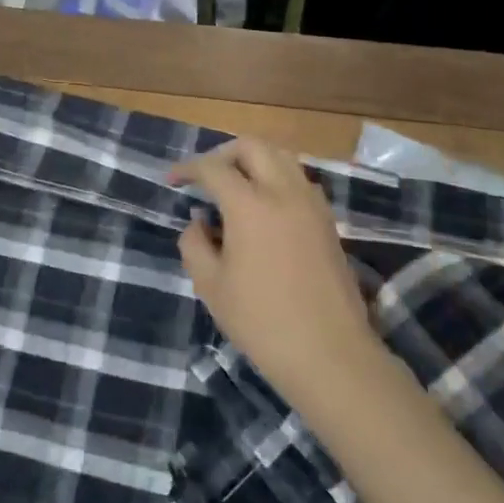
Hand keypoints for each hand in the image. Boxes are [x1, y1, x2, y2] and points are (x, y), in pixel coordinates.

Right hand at [172, 138, 381, 413]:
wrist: (330, 355)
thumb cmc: (262, 323)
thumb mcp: (211, 287)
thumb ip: (195, 244)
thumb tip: (198, 221)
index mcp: (250, 205)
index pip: (213, 167)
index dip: (188, 168)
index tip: (172, 180)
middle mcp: (283, 192)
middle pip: (252, 147)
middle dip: (223, 153)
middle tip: (205, 177)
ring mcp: (311, 204)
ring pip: (281, 157)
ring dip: (253, 161)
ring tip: (235, 187)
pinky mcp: (328, 221)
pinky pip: (298, 179)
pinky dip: (276, 178)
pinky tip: (264, 208)